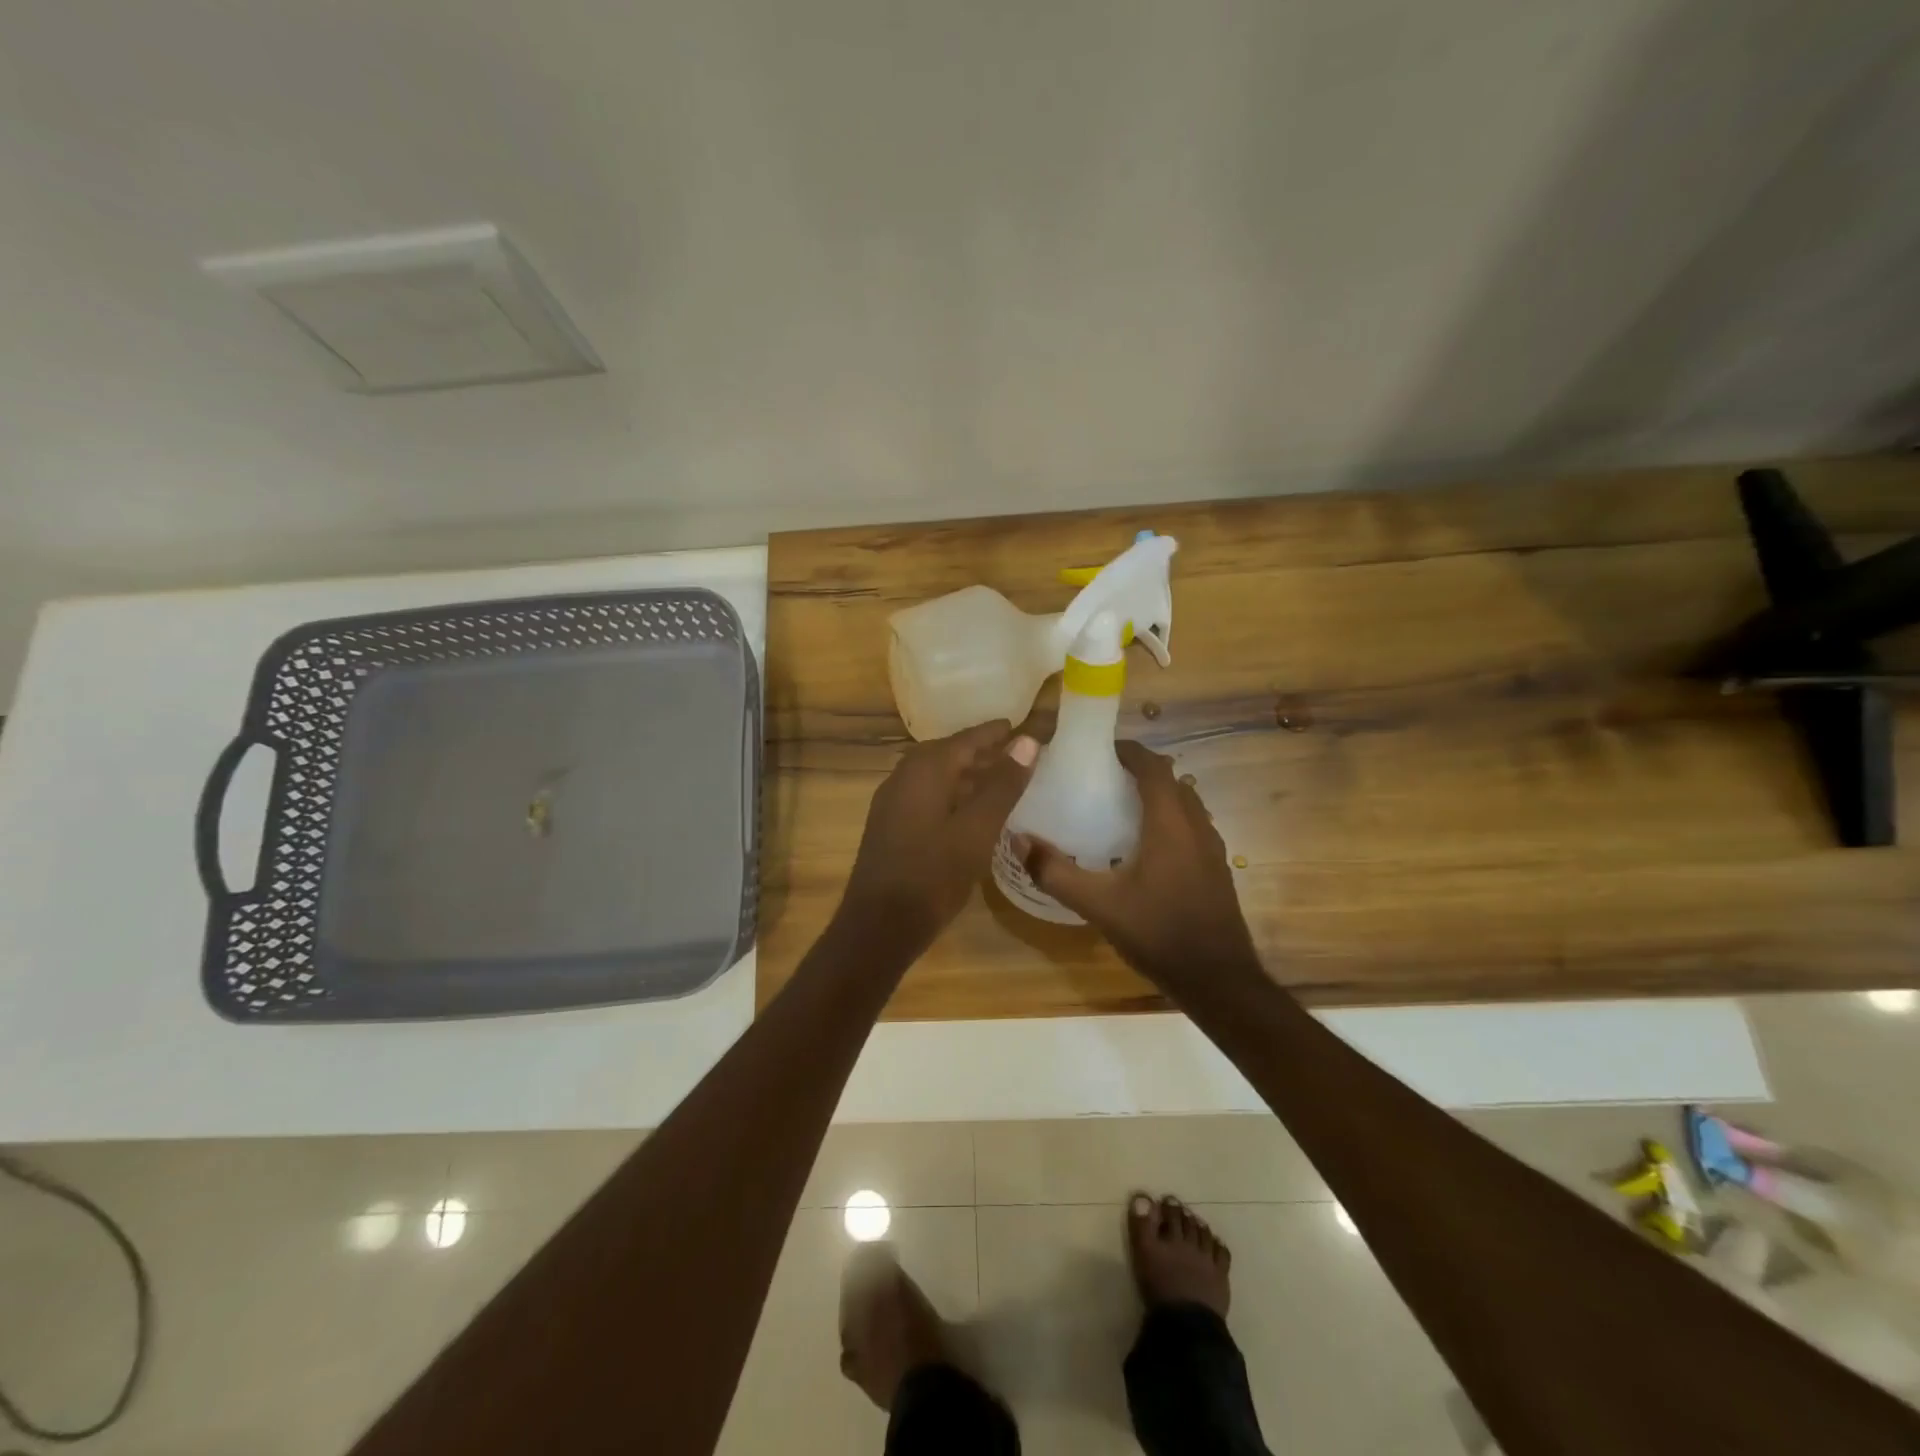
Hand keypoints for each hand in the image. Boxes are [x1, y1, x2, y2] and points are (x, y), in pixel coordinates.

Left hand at [840, 721, 1039, 950]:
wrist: (878, 926)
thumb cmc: (933, 875)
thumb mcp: (977, 830)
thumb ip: (1002, 785)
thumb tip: (1027, 741)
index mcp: (924, 770)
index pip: (965, 739)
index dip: (993, 733)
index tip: (1018, 725)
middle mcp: (903, 777)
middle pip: (947, 754)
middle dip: (980, 752)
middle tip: (1013, 752)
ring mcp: (892, 803)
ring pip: (935, 776)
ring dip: (966, 775)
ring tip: (998, 780)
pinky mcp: (890, 826)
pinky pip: (926, 796)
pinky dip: (951, 794)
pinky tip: (969, 812)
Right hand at [1016, 740, 1259, 988]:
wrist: (1217, 979)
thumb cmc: (1158, 932)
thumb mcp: (1098, 904)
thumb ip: (1055, 872)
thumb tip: (1019, 840)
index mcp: (1171, 823)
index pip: (1154, 767)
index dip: (1128, 751)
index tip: (1099, 750)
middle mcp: (1197, 826)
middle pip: (1172, 780)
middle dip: (1140, 771)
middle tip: (1102, 778)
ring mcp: (1212, 848)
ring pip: (1185, 804)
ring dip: (1157, 796)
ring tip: (1119, 808)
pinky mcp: (1216, 869)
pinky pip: (1192, 827)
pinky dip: (1169, 820)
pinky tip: (1144, 849)